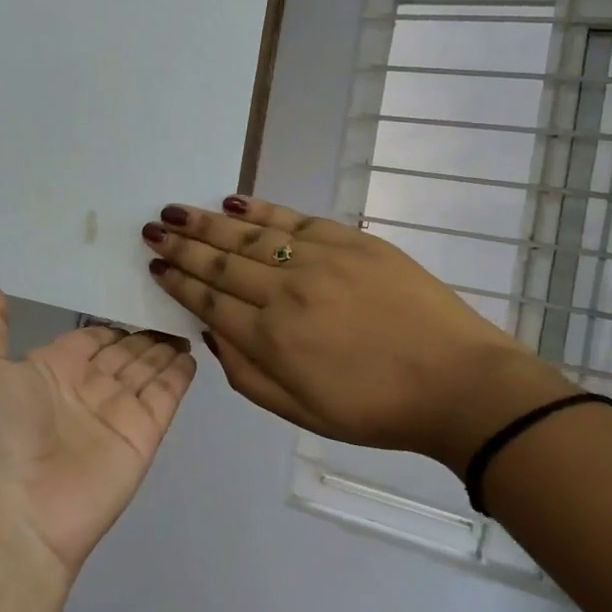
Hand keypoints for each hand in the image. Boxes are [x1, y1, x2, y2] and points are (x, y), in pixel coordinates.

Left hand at [0, 281, 196, 578]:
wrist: (16, 510)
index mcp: (50, 371)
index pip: (89, 339)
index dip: (109, 323)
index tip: (133, 294)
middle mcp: (85, 390)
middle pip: (122, 353)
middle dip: (142, 334)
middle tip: (169, 303)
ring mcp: (116, 414)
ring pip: (146, 371)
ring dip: (163, 349)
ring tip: (184, 320)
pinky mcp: (142, 436)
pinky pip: (164, 398)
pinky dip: (178, 376)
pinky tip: (190, 352)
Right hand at [143, 197, 575, 473]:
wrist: (460, 385)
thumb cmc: (376, 409)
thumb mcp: (300, 411)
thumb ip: (245, 374)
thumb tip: (210, 333)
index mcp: (271, 339)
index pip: (209, 301)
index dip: (178, 282)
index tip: (155, 266)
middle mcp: (285, 292)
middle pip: (220, 262)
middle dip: (180, 245)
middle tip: (152, 230)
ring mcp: (318, 261)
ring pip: (249, 235)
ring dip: (206, 222)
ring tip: (175, 211)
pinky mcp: (351, 241)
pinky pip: (294, 218)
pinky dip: (260, 207)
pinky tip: (232, 200)